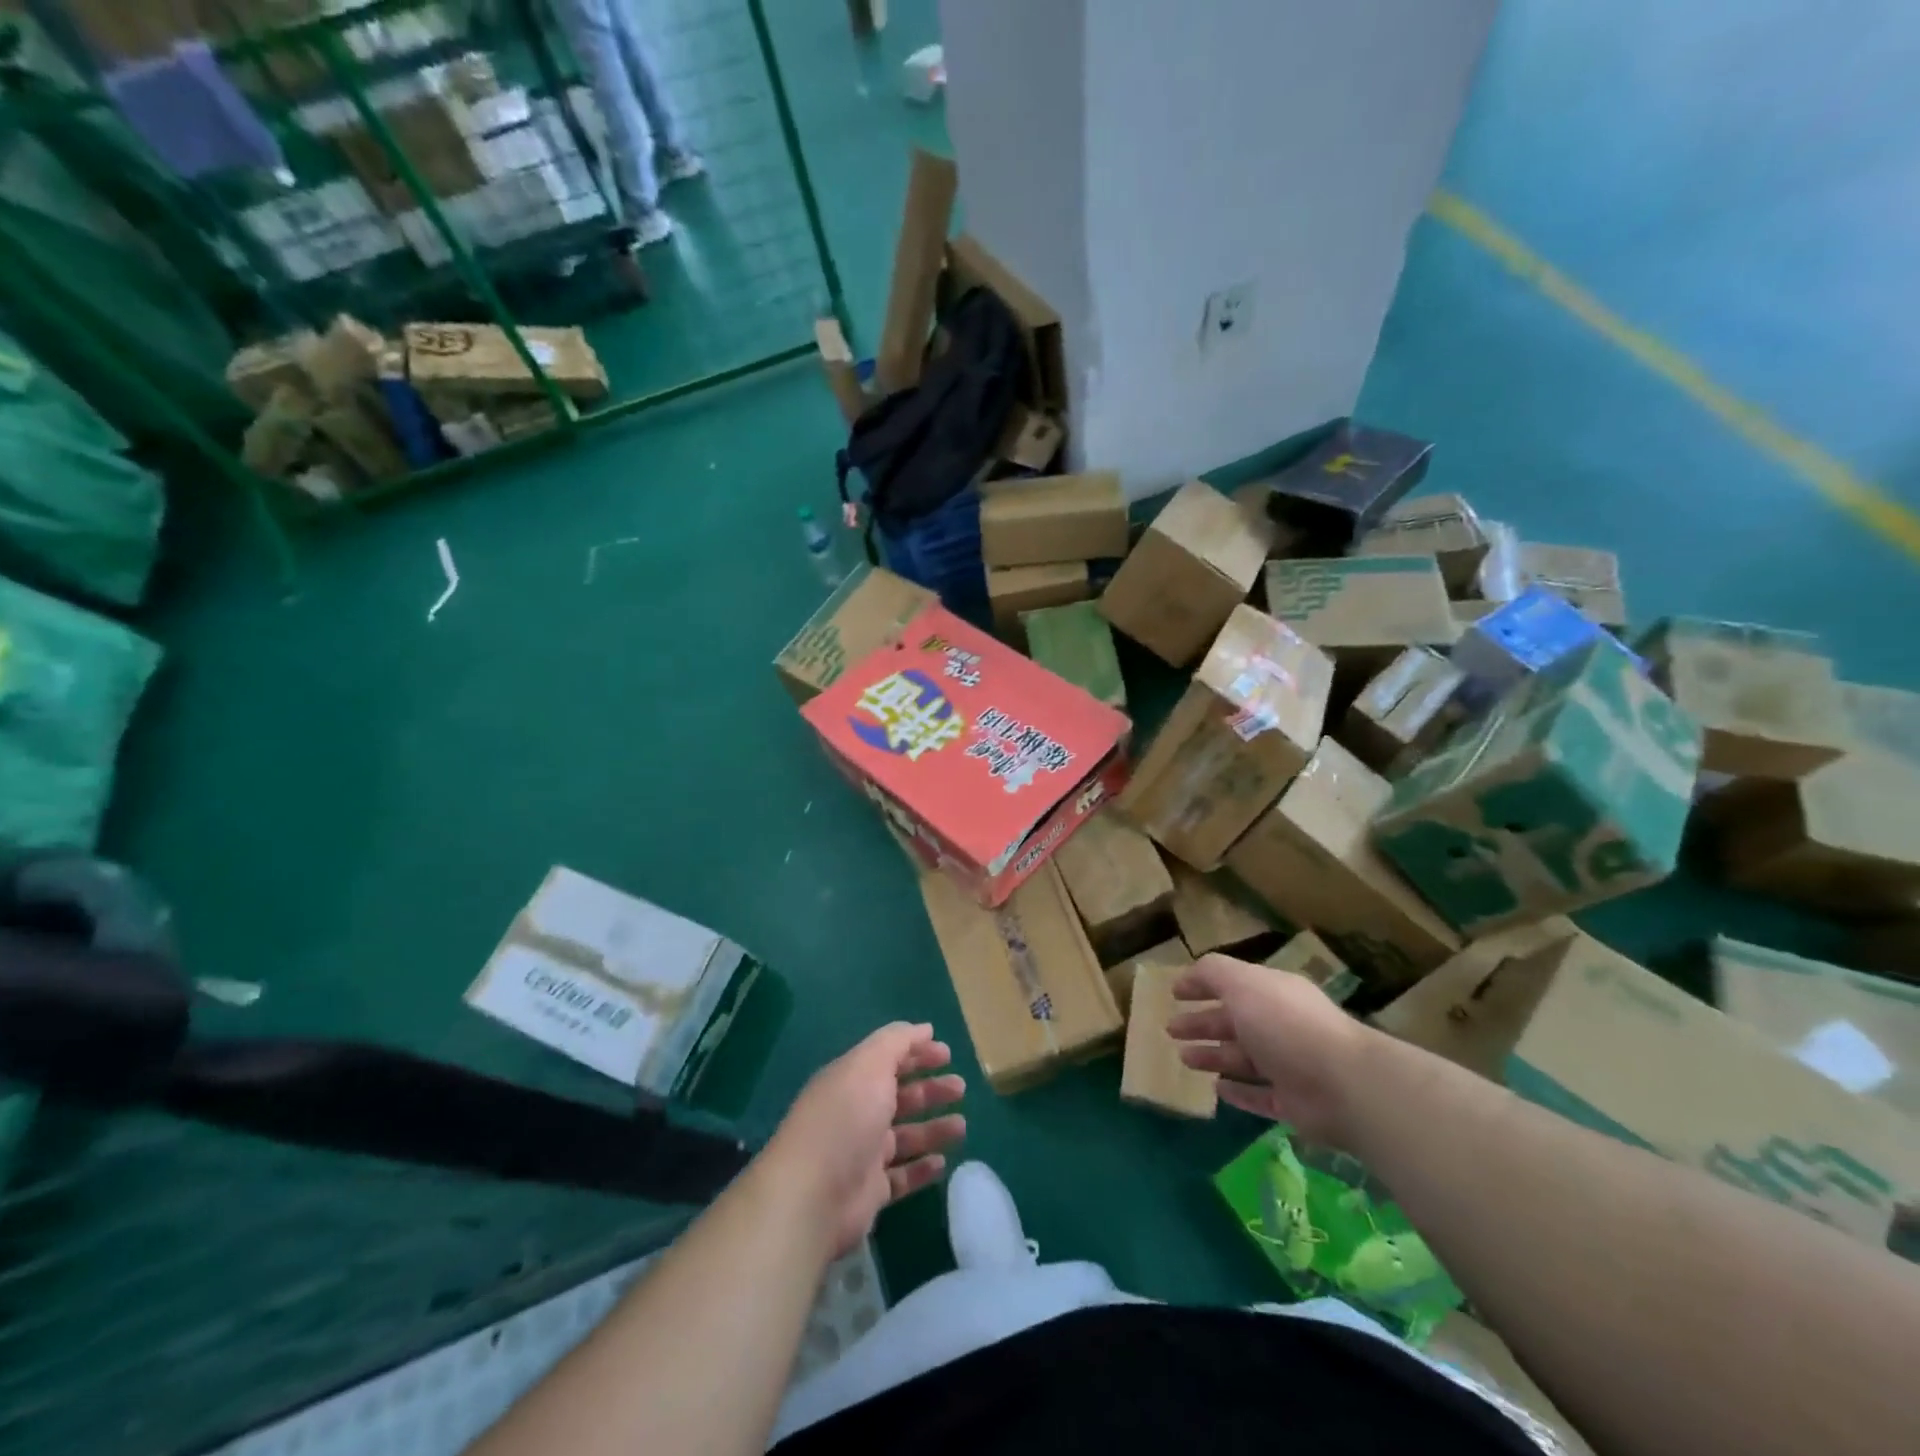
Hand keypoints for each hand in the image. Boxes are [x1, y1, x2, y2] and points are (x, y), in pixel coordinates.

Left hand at [762, 1023, 965, 1257]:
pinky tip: (942, 1163)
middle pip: (899, 1096)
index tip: (947, 1054)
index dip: (916, 1054)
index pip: (888, 1060)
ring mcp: (862, 1153)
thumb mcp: (870, 1065)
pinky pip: (902, 1176)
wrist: (812, 1195)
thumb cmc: (845, 1119)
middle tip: (960, 1088)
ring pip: (905, 1136)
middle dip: (930, 1090)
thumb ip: (897, 1042)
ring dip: (933, 1128)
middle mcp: (856, 1113)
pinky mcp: (870, 1191)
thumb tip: (924, 1028)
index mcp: (852, 1080)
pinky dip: (922, 1168)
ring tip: (961, 1127)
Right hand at [1166, 954, 1368, 1144]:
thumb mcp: (1243, 984)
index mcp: (1271, 992)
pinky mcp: (1294, 1103)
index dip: (1201, 986)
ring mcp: (1288, 1065)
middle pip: (1233, 1021)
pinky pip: (1259, 1095)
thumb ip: (1213, 973)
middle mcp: (1280, 1025)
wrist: (1344, 1084)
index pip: (1231, 984)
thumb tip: (1188, 974)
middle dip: (1201, 1023)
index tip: (1174, 993)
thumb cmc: (1286, 1024)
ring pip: (1242, 1058)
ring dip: (1213, 1056)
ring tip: (1183, 1058)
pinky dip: (1238, 1092)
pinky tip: (1217, 1091)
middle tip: (1170, 1029)